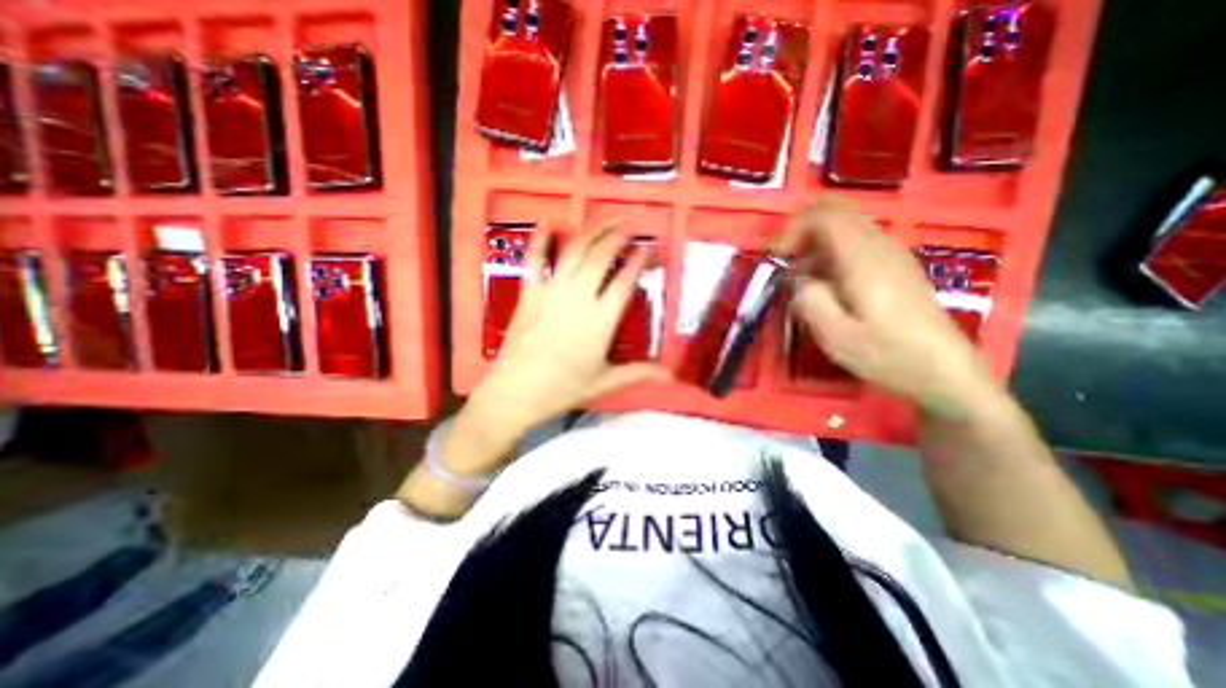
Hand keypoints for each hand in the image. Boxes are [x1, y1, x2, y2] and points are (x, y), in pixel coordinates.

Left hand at [474, 224, 674, 431]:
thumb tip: (670, 376)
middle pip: (602, 257)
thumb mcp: (605, 381)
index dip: (639, 261)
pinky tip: (550, 221)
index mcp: (601, 320)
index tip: (648, 248)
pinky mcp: (529, 291)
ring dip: (593, 231)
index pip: (625, 281)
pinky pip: (535, 259)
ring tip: (608, 219)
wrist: (517, 391)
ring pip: (576, 252)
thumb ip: (639, 372)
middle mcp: (579, 297)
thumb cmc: (563, 388)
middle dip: (619, 237)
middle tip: (630, 226)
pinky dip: (541, 238)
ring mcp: (552, 291)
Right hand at [770, 198, 998, 420]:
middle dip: (801, 231)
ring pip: (845, 228)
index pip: (825, 217)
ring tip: (798, 280)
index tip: (774, 258)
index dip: (792, 229)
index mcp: (863, 259)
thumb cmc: (887, 355)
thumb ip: (809, 301)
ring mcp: (890, 255)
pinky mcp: (894, 268)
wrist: (943, 370)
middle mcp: (879, 246)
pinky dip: (829, 255)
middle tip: (783, 261)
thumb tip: (797, 281)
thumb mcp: (836, 336)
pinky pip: (855, 245)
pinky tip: (823, 287)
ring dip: (814, 245)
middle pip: (837, 212)